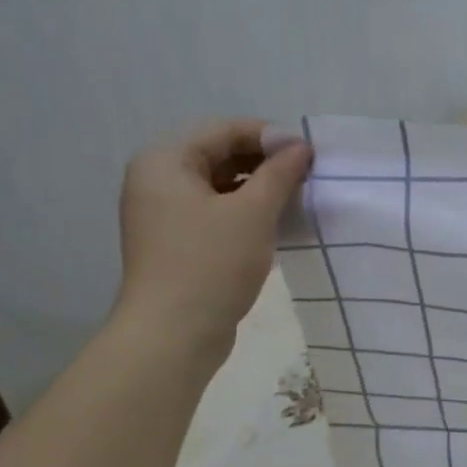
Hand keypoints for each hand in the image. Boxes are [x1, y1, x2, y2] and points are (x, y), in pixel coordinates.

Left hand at [113, 120, 311, 349]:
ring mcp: (163, 215)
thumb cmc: (211, 264)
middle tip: (308, 175)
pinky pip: (215, 214)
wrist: (173, 336)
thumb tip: (300, 145)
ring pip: (219, 187)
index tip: (309, 152)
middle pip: (219, 156)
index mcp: (165, 161)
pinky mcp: (176, 244)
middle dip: (264, 162)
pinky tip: (276, 224)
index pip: (223, 130)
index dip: (269, 135)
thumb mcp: (252, 213)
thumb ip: (279, 173)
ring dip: (258, 189)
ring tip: (297, 199)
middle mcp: (157, 181)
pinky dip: (245, 213)